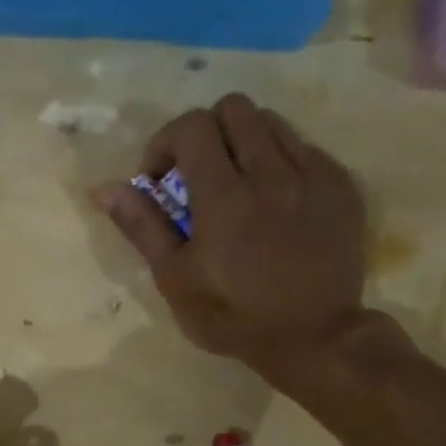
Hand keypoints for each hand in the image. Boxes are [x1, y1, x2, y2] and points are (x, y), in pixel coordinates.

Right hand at [95, 94, 376, 388]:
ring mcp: (313, 175)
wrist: (313, 338)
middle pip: (233, 108)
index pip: (192, 126)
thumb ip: (142, 226)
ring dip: (243, 142)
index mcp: (224, 197)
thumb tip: (104, 188)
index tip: (160, 181)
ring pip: (272, 122)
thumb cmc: (231, 316)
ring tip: (236, 184)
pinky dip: (279, 161)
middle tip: (196, 174)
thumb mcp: (174, 279)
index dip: (165, 143)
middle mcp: (271, 173)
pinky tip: (274, 201)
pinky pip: (305, 148)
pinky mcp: (341, 186)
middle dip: (204, 133)